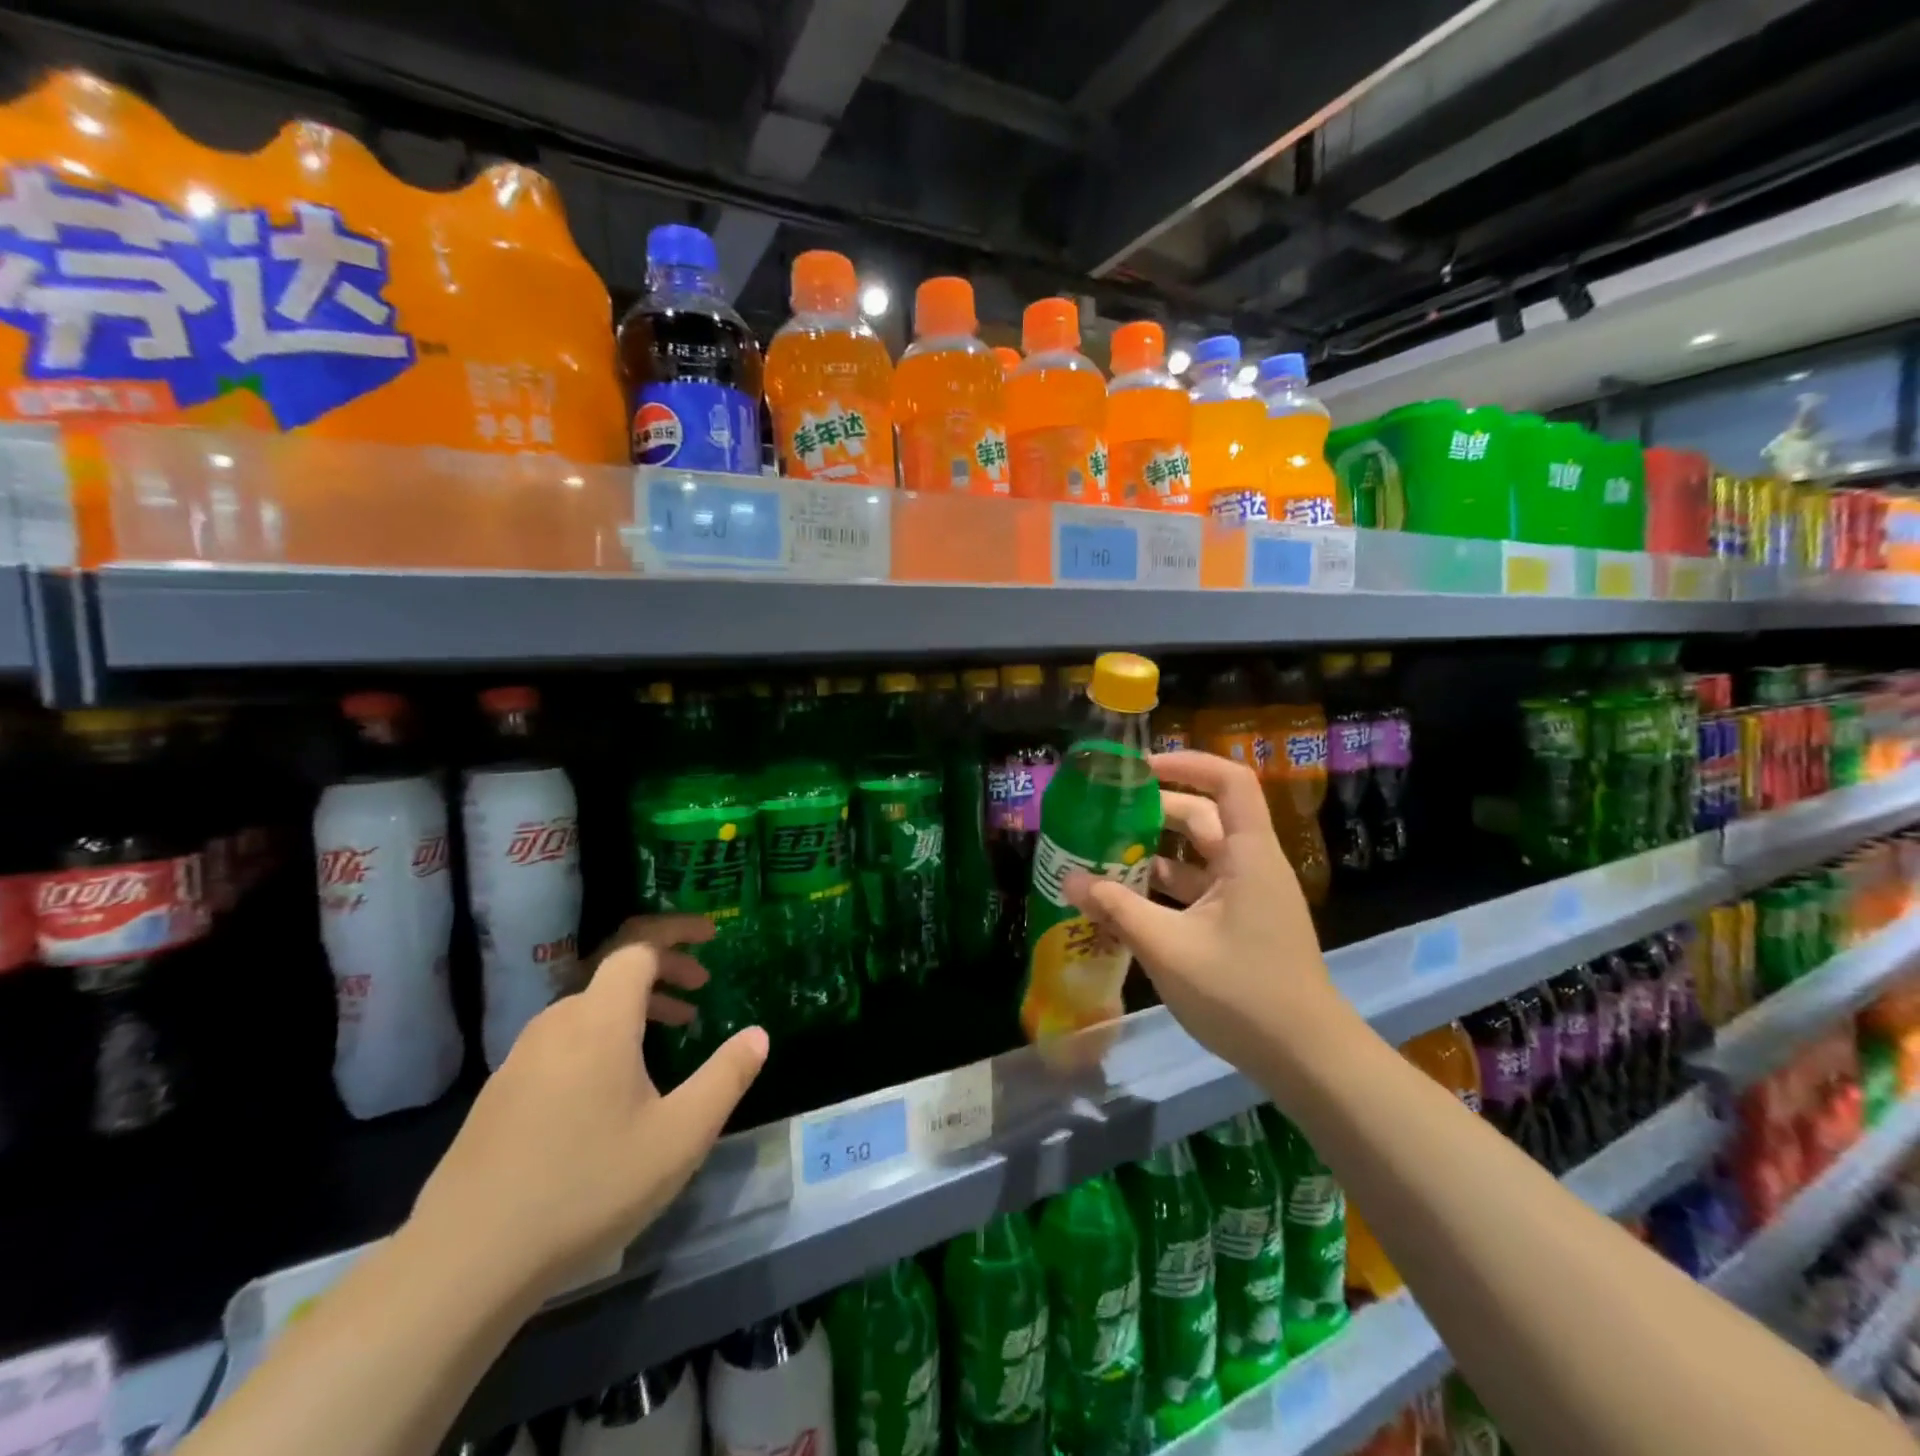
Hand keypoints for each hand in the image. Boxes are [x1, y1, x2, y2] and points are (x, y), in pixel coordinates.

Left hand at [410, 934, 767, 1295]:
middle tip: (700, 990)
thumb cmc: (587, 1187)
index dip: (677, 934)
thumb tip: (758, 1035)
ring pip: (588, 1009)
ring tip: (666, 1037)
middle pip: (614, 974)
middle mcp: (557, 1024)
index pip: (639, 947)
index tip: (712, 938)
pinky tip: (613, 1088)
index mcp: (600, 1021)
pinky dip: (602, 1037)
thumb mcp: (679, 1136)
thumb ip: (725, 1078)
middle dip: (664, 971)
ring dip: (634, 1008)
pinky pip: (563, 1040)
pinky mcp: (500, 1094)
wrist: (463, 1262)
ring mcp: (521, 1058)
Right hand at [1064, 749, 1339, 1075]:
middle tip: (1104, 816)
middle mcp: (1251, 866)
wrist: (1307, 1060)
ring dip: (1154, 853)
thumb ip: (1116, 909)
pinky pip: (1198, 889)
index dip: (1187, 764)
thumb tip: (1068, 879)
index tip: (1139, 770)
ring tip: (1103, 856)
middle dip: (1154, 812)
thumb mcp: (1169, 948)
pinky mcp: (1241, 924)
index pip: (1229, 782)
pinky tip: (1126, 902)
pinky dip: (1164, 889)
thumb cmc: (1243, 994)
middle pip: (1204, 818)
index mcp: (1248, 856)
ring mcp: (1247, 897)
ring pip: (1197, 856)